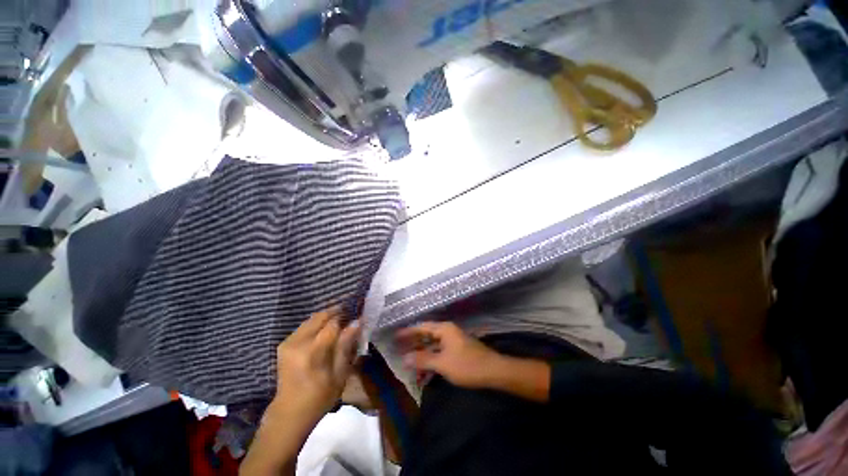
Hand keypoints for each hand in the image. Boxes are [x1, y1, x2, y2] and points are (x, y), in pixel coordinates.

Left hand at [273, 307, 360, 423]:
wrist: (290, 412)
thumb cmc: (320, 397)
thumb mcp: (340, 374)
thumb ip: (346, 345)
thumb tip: (357, 322)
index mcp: (313, 351)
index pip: (333, 323)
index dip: (347, 316)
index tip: (357, 315)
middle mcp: (298, 342)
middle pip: (321, 316)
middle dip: (337, 313)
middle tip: (349, 316)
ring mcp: (289, 342)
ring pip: (312, 318)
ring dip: (327, 317)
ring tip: (339, 323)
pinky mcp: (285, 343)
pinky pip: (305, 325)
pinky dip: (317, 324)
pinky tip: (325, 331)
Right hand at [396, 321, 503, 388]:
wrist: (493, 372)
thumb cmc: (466, 365)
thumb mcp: (442, 363)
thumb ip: (423, 359)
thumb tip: (405, 358)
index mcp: (444, 329)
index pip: (422, 327)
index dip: (408, 332)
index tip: (396, 336)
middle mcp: (448, 331)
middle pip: (427, 334)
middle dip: (414, 341)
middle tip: (399, 347)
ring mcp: (454, 340)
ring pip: (433, 343)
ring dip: (422, 350)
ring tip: (408, 357)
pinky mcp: (458, 350)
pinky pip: (440, 350)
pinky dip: (431, 356)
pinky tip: (425, 366)